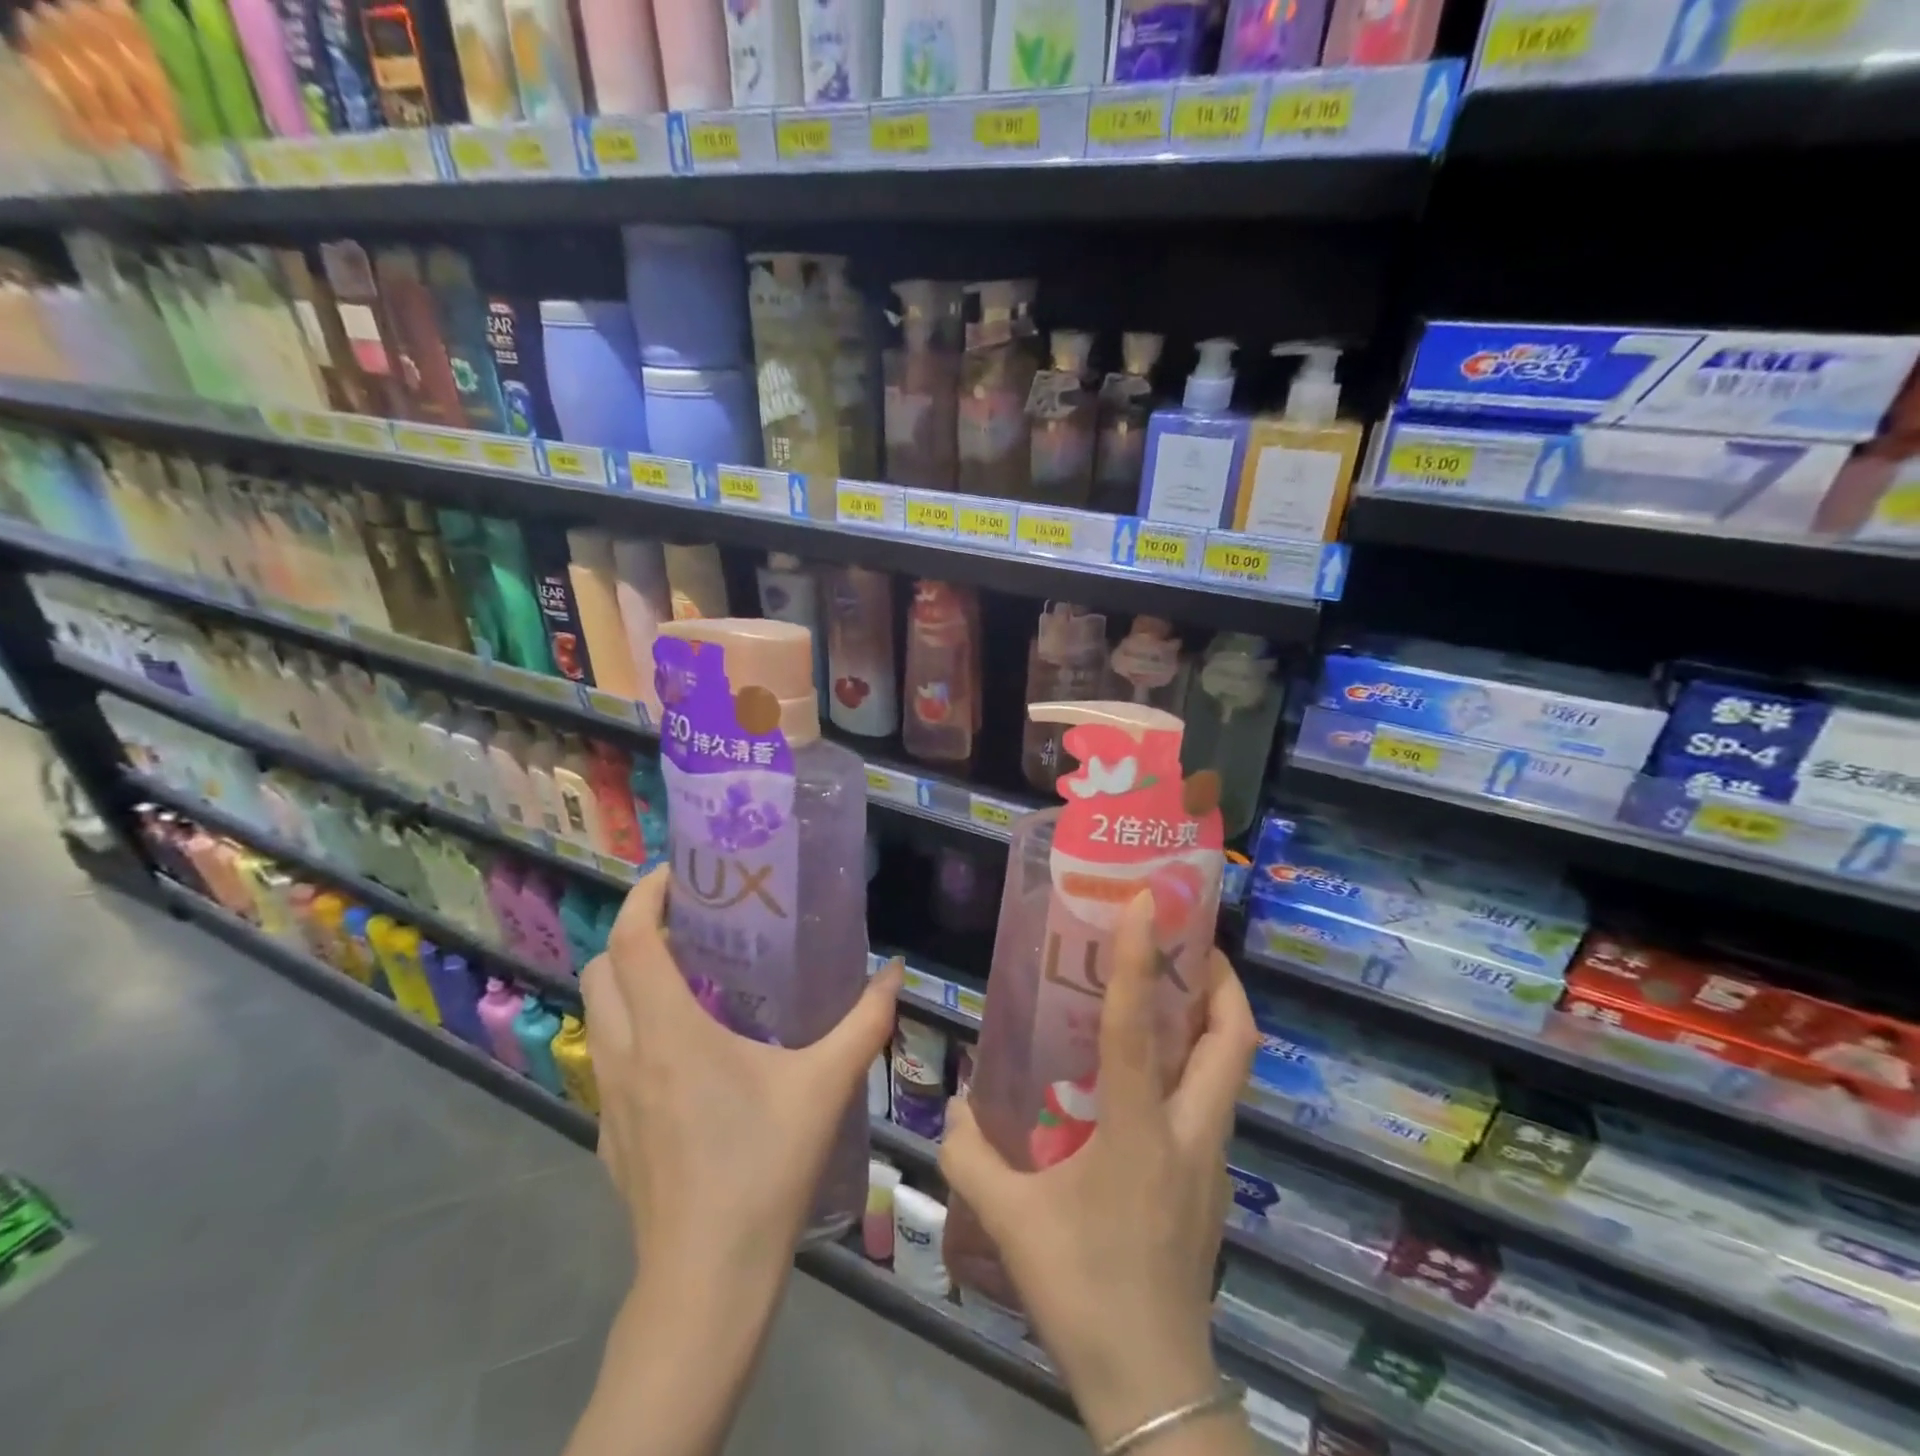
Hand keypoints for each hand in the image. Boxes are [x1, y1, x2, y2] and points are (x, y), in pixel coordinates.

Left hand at [582, 865, 901, 1278]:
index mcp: (669, 1032)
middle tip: (688, 926)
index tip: (676, 872)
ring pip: (598, 1016)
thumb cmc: (762, 1168)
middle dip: (633, 935)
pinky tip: (682, 1058)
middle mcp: (627, 1055)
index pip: (632, 942)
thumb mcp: (824, 1087)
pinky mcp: (609, 1135)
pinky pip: (608, 1061)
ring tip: (686, 980)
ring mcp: (608, 1099)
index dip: (645, 896)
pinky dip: (631, 1034)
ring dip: (628, 983)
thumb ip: (864, 1024)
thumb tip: (894, 973)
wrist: (706, 1281)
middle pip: (601, 970)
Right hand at [939, 891, 1257, 1446]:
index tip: (1148, 902)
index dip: (1143, 958)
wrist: (1152, 1385)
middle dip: (1219, 980)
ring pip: (1230, 1070)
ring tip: (1169, 992)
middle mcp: (1190, 1133)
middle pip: (1233, 1039)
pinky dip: (1195, 1066)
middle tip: (1187, 942)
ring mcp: (1212, 1161)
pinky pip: (1213, 1102)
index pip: (1139, 1026)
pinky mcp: (1213, 1184)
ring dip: (1211, 1020)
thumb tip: (952, 1107)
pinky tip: (1150, 1077)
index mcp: (1139, 1131)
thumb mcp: (1011, 1221)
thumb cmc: (1082, 1291)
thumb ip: (970, 1156)